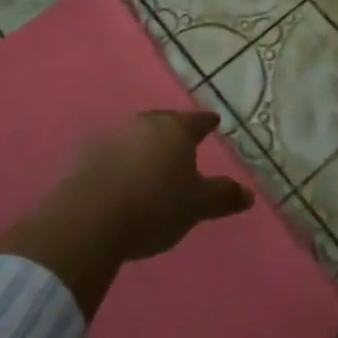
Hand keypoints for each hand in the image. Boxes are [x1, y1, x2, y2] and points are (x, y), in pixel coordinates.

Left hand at [57, 110, 253, 262]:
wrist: (92, 216)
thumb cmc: (155, 206)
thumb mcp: (196, 206)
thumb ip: (222, 196)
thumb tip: (249, 193)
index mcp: (176, 130)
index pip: (197, 121)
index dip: (206, 122)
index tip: (214, 121)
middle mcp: (145, 124)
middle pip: (165, 121)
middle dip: (174, 129)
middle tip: (182, 137)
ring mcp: (114, 135)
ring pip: (137, 133)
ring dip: (146, 143)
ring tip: (152, 158)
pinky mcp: (88, 154)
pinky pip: (114, 150)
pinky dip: (123, 158)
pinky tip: (123, 173)